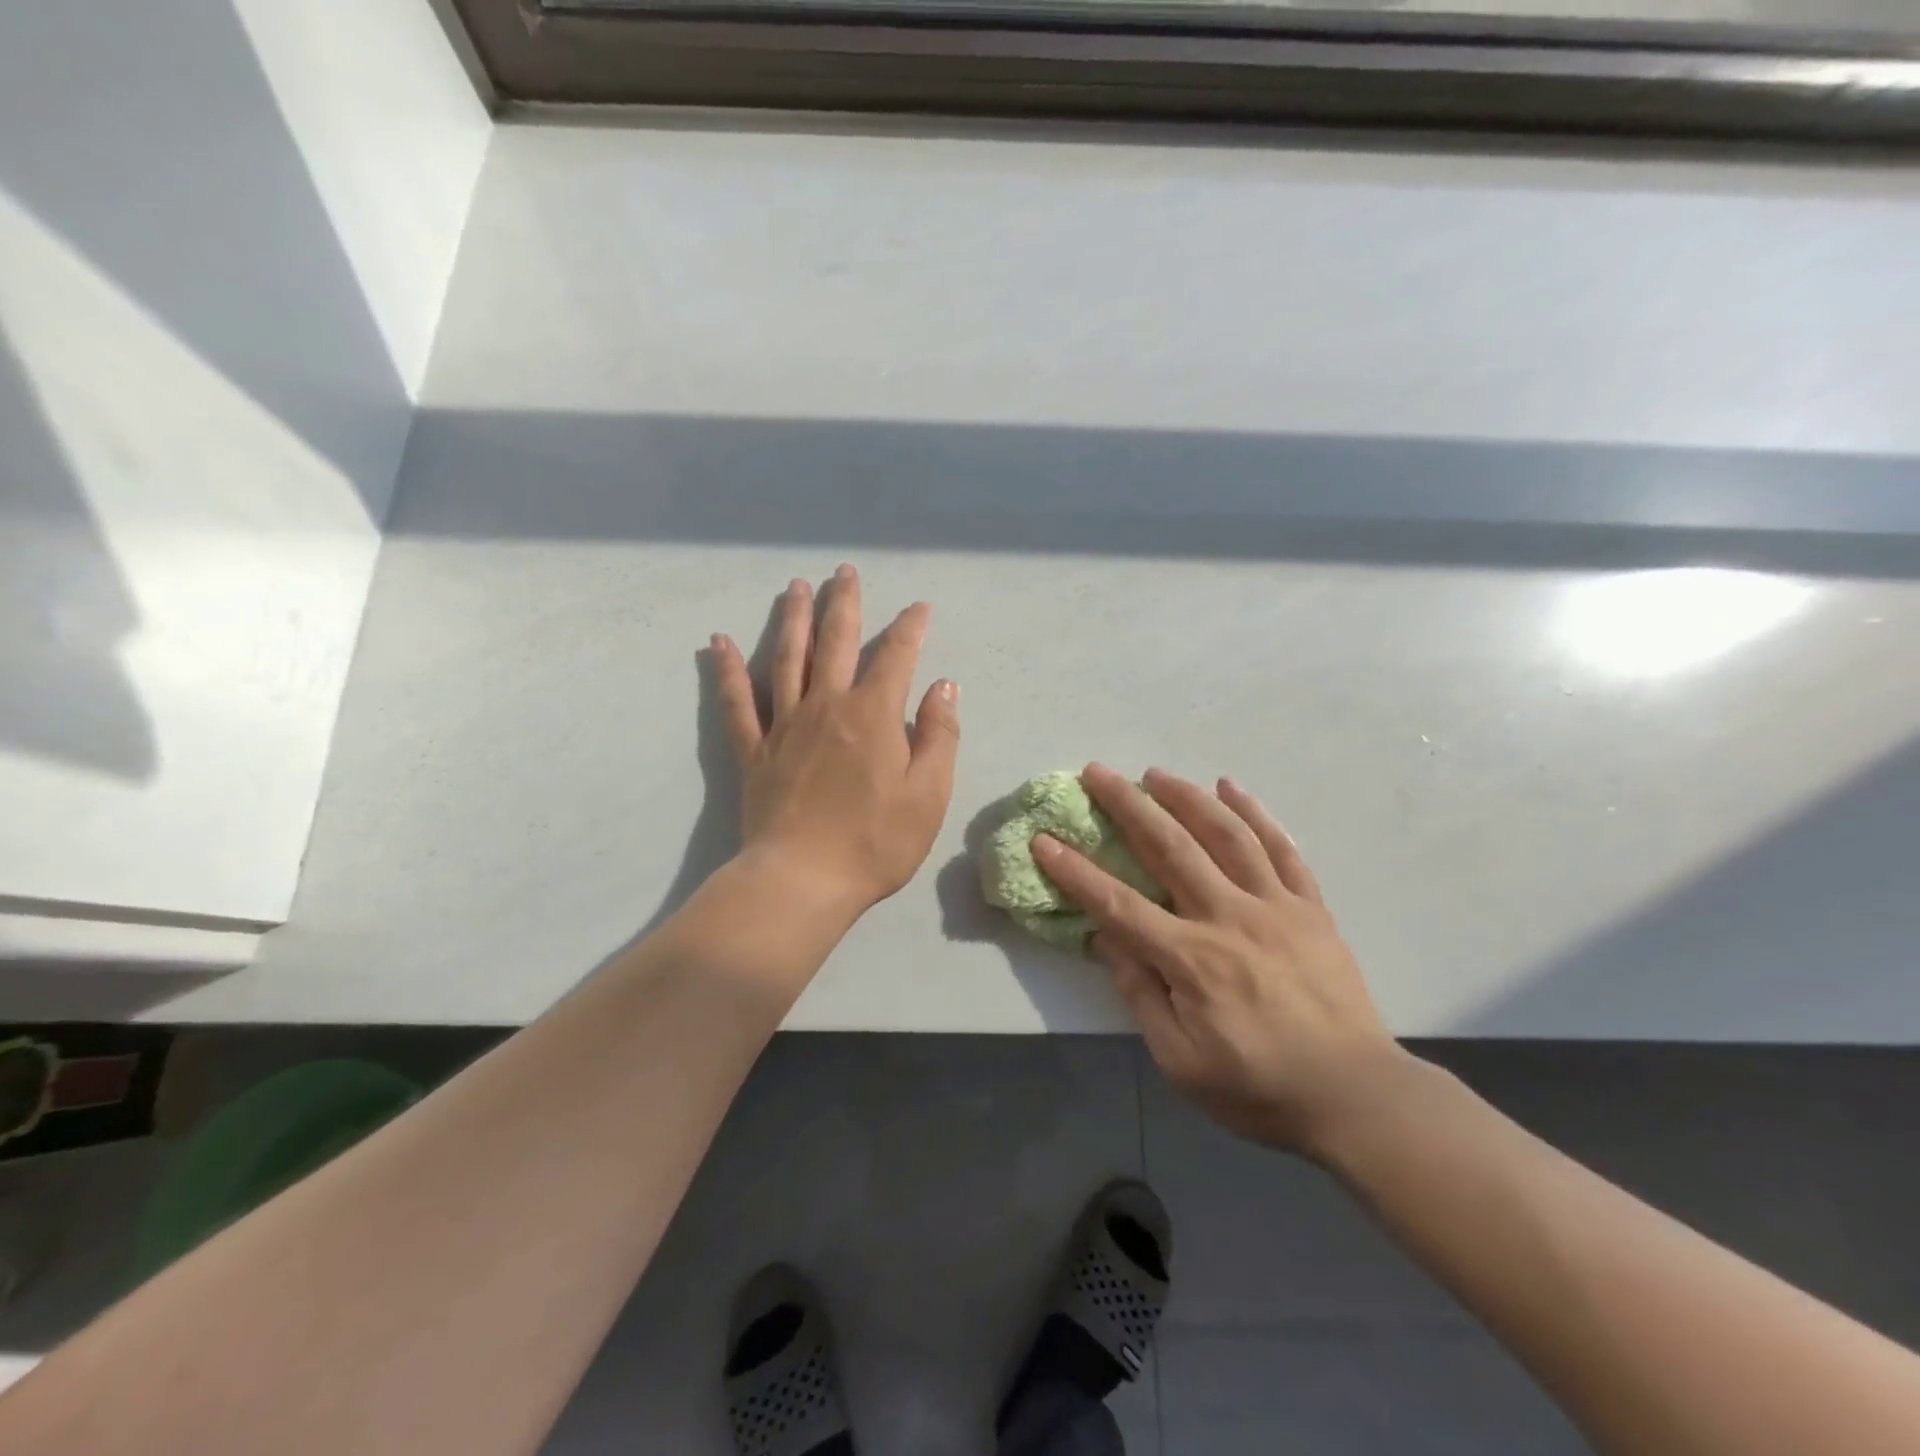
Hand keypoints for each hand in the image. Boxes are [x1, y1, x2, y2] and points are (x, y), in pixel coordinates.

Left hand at [709, 565, 959, 918]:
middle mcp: (826, 706)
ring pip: (787, 658)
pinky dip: (728, 670)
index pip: (896, 656)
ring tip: (796, 587)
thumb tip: (944, 685)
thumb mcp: (929, 793)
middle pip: (836, 641)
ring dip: (793, 618)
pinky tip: (719, 643)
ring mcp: (784, 726)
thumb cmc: (876, 842)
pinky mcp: (753, 751)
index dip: (910, 627)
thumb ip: (940, 735)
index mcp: (873, 714)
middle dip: (844, 604)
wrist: (804, 881)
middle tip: (844, 572)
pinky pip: (737, 702)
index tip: (919, 608)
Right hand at [1033, 765, 1406, 1159]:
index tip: (1044, 839)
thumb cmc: (1258, 1088)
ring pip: (1226, 834)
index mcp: (1192, 959)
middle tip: (1098, 772)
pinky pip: (1282, 848)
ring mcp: (1276, 907)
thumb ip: (1141, 994)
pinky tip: (1231, 787)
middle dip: (1128, 805)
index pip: (1118, 904)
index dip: (1076, 871)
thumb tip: (1107, 939)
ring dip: (1186, 797)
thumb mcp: (1180, 1061)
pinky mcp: (1311, 907)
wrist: (1357, 1097)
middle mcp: (1229, 918)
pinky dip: (1255, 813)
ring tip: (1156, 773)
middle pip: (1170, 848)